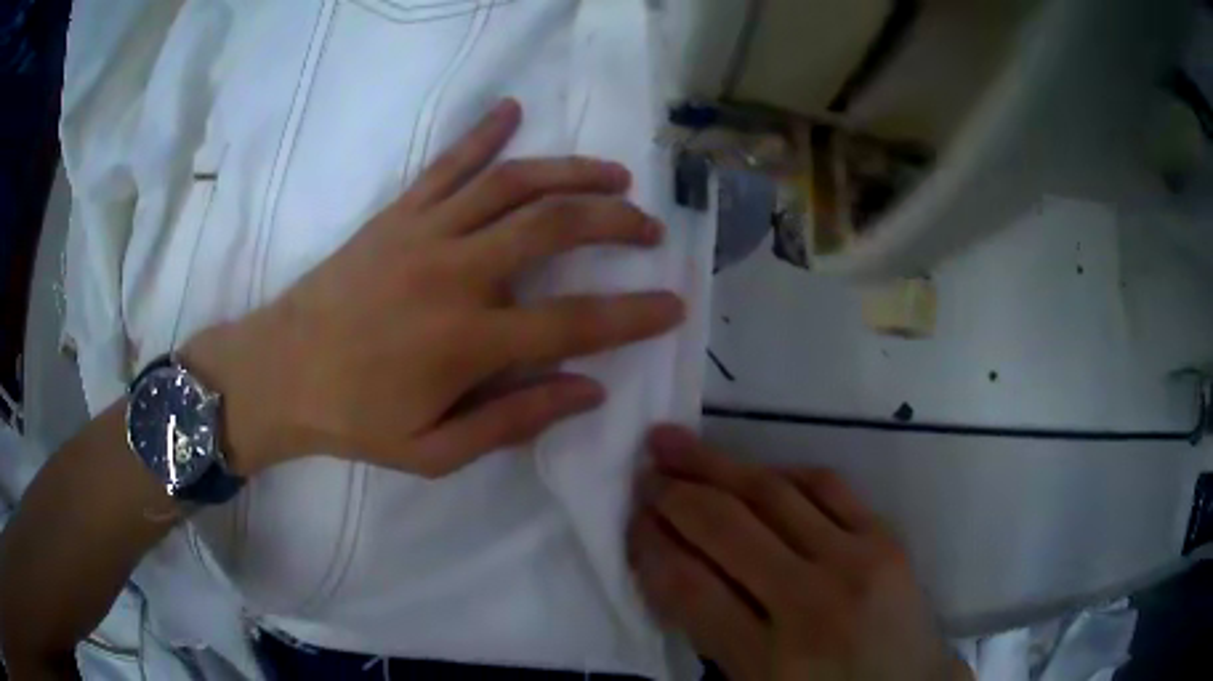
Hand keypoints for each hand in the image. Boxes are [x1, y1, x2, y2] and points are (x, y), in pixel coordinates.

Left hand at [185, 100, 684, 477]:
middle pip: (555, 226)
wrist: (278, 372)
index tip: (675, 305)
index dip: (635, 315)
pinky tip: (512, 109)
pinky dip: (483, 133)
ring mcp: (424, 232)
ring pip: (514, 183)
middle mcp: (455, 273)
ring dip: (572, 171)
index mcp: (468, 341)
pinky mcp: (396, 214)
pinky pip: (448, 163)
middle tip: (648, 229)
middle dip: (616, 221)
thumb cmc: (354, 420)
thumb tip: (588, 391)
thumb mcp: (435, 452)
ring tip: (614, 174)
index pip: (577, 322)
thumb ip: (514, 420)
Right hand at [629, 427, 970, 680]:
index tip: (630, 521)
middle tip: (643, 471)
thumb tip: (667, 562)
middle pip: (727, 529)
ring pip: (773, 494)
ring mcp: (856, 562)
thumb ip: (709, 632)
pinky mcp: (886, 538)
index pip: (689, 588)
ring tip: (677, 444)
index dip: (649, 546)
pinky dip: (782, 473)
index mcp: (769, 660)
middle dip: (674, 494)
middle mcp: (811, 604)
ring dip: (717, 465)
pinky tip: (756, 469)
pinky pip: (827, 486)